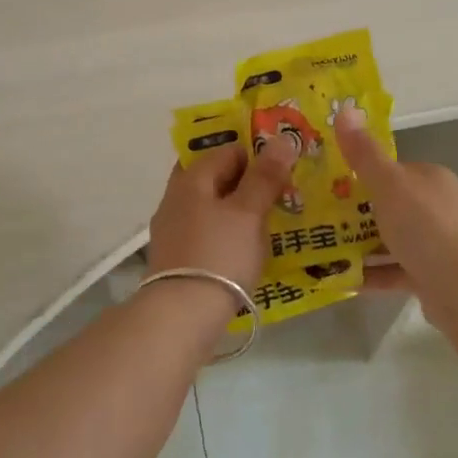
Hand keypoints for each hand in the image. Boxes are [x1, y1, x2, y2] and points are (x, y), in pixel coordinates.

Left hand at [147, 136, 297, 293]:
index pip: (227, 150)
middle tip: (280, 193)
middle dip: (247, 181)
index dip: (257, 154)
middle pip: (216, 177)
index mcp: (191, 179)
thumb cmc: (219, 254)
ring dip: (239, 208)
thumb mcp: (248, 212)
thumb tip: (282, 140)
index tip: (283, 169)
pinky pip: (208, 232)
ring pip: (212, 206)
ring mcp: (173, 229)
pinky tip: (248, 248)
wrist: (180, 317)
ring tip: (271, 221)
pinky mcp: (177, 258)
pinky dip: (228, 232)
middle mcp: (176, 197)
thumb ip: (265, 176)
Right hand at [334, 106, 457, 310]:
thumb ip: (364, 153)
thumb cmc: (424, 226)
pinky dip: (373, 273)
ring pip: (394, 239)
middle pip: (393, 205)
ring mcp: (440, 243)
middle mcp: (440, 207)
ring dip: (363, 245)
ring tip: (325, 249)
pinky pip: (397, 270)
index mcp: (432, 179)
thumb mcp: (388, 183)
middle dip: (359, 213)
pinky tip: (344, 279)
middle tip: (323, 218)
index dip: (364, 175)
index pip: (394, 171)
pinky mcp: (434, 276)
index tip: (332, 185)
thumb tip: (346, 109)